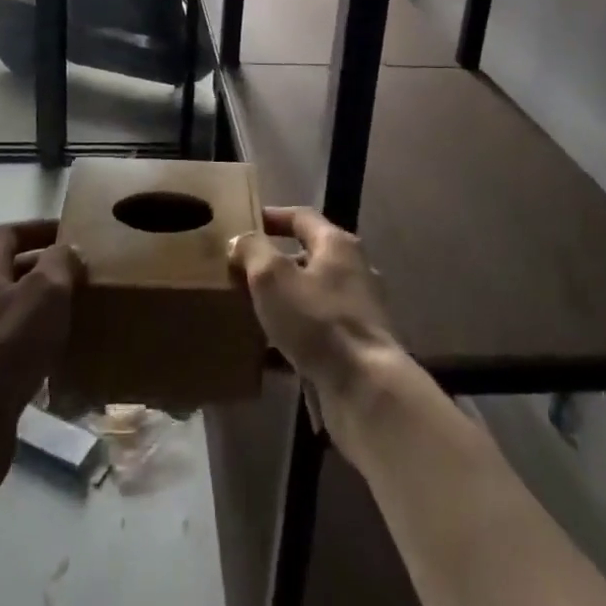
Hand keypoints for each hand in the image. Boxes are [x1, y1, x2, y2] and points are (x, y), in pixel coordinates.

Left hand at [0, 220, 80, 505]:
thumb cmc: (7, 346)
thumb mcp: (46, 291)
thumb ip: (60, 262)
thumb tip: (66, 252)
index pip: (7, 233)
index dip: (38, 229)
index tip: (70, 234)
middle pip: (7, 271)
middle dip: (43, 270)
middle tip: (80, 276)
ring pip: (7, 310)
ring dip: (38, 309)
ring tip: (73, 316)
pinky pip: (5, 347)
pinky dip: (30, 344)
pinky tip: (54, 360)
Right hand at [231, 207, 398, 407]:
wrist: (365, 388)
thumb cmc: (317, 321)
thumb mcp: (272, 277)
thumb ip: (253, 251)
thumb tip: (241, 240)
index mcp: (337, 245)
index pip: (302, 217)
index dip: (273, 216)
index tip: (246, 222)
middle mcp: (354, 272)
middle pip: (308, 257)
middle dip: (275, 263)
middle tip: (241, 271)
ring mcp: (358, 312)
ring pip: (311, 297)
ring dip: (282, 302)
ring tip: (249, 310)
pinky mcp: (355, 347)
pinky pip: (316, 333)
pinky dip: (292, 337)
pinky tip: (266, 354)